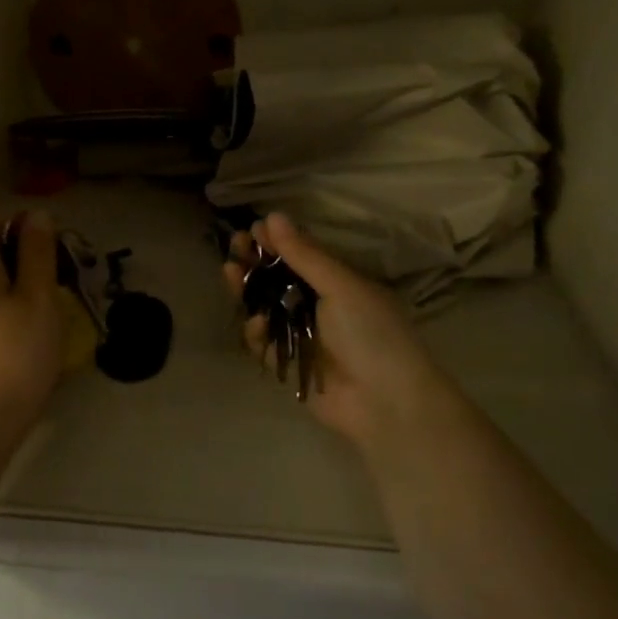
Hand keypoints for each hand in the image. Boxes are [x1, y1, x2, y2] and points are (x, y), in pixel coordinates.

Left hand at [0, 207, 64, 432]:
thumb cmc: (17, 352)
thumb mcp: (38, 297)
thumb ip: (37, 252)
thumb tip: (35, 213)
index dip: (21, 220)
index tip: (51, 243)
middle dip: (23, 251)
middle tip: (58, 274)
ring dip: (19, 281)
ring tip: (51, 302)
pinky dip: (9, 305)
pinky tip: (32, 329)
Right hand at [222, 213, 437, 451]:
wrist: (386, 402)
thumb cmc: (371, 334)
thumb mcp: (341, 287)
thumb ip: (304, 255)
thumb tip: (273, 216)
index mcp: (338, 284)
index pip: (301, 256)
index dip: (276, 242)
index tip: (251, 229)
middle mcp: (319, 307)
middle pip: (278, 280)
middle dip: (255, 264)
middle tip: (232, 249)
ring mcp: (303, 337)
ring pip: (266, 309)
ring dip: (248, 291)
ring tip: (230, 273)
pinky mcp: (290, 364)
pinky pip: (265, 343)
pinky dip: (256, 333)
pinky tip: (254, 323)